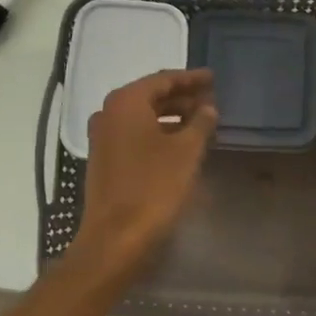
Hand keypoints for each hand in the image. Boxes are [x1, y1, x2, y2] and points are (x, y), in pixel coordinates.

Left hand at [74, 68, 217, 275]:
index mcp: (126, 102)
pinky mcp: (104, 159)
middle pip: (151, 96)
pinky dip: (158, 133)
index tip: (212, 78)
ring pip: (143, 117)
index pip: (163, 80)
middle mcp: (109, 113)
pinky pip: (135, 134)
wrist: (116, 237)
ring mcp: (103, 137)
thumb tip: (208, 107)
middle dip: (182, 97)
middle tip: (210, 99)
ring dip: (171, 116)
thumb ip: (200, 123)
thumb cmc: (154, 187)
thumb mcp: (186, 152)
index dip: (190, 79)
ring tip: (201, 121)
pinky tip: (181, 142)